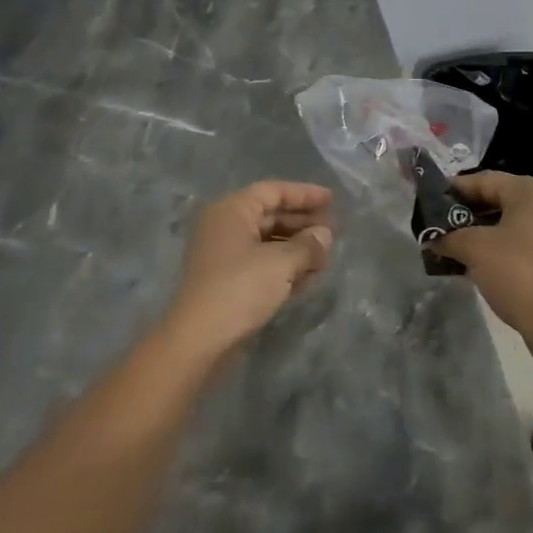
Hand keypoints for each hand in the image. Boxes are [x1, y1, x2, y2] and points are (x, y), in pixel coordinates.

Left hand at [166, 181, 334, 358]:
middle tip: (333, 232)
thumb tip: (325, 235)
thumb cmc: (240, 288)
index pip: (273, 191)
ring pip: (268, 242)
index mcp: (232, 211)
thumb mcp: (281, 263)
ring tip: (326, 257)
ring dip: (297, 248)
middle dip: (303, 223)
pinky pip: (262, 264)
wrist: (198, 341)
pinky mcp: (228, 282)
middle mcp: (226, 227)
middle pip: (271, 216)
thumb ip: (308, 245)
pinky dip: (285, 267)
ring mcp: (225, 256)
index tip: (332, 200)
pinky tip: (309, 278)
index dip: (304, 194)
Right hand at [427, 172, 532, 374]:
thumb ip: (449, 237)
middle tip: (439, 224)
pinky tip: (476, 259)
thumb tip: (432, 239)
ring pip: (510, 220)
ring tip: (453, 243)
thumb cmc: (518, 273)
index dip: (454, 190)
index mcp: (532, 191)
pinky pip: (522, 239)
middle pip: (498, 198)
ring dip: (481, 230)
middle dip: (466, 212)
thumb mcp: (475, 249)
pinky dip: (499, 244)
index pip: (484, 180)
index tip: (430, 201)